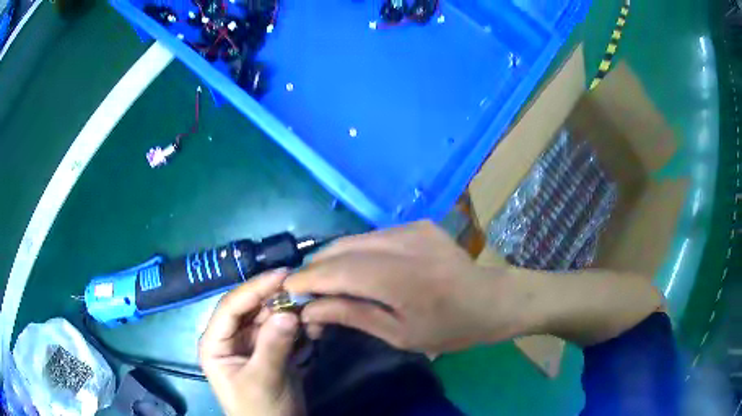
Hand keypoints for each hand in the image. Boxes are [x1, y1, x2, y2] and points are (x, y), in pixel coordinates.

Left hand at [199, 270, 304, 415]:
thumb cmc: (260, 410)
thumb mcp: (263, 380)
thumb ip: (273, 347)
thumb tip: (289, 312)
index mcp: (215, 343)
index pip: (231, 307)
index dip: (254, 288)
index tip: (282, 274)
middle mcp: (230, 338)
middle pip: (251, 308)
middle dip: (276, 298)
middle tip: (303, 287)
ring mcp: (251, 343)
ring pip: (269, 317)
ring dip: (290, 311)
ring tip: (311, 305)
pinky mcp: (270, 350)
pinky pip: (282, 330)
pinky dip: (297, 326)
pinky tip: (312, 324)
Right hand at [285, 221, 526, 353]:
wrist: (492, 299)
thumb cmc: (450, 328)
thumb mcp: (400, 335)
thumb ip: (353, 315)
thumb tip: (311, 309)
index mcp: (399, 279)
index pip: (336, 271)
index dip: (307, 279)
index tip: (287, 290)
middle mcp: (402, 244)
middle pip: (340, 248)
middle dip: (315, 268)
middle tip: (305, 291)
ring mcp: (411, 228)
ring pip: (354, 239)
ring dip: (333, 259)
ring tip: (326, 282)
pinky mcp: (417, 224)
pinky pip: (373, 236)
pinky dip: (356, 252)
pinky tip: (357, 270)